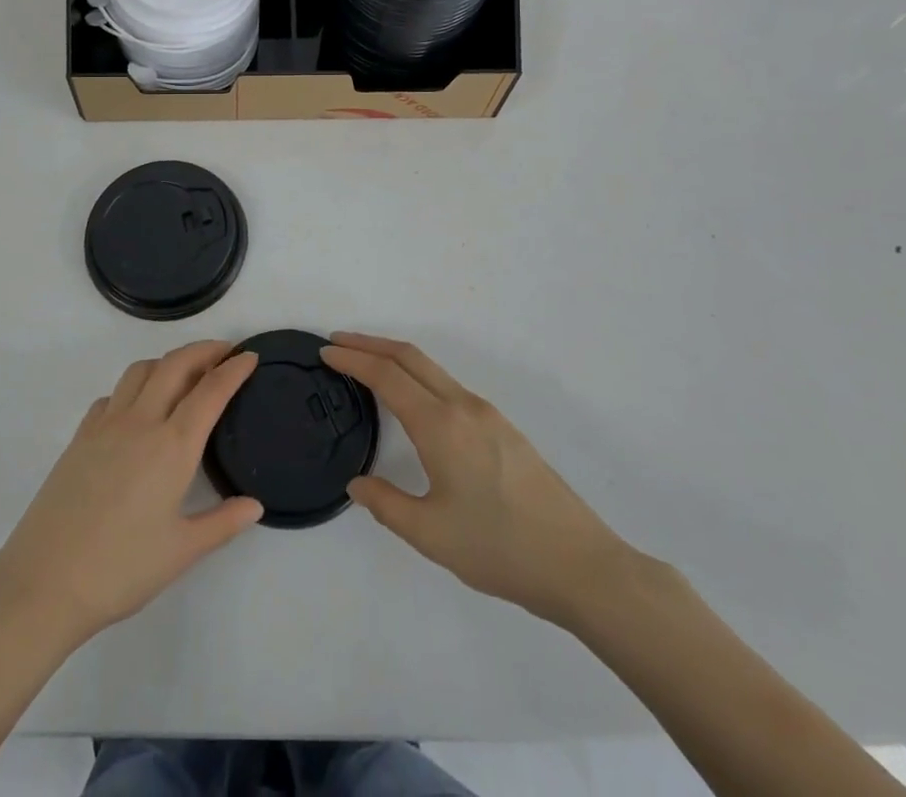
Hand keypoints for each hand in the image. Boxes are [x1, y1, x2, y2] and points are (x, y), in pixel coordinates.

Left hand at [0, 341, 261, 647]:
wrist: (43, 583)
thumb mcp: (181, 552)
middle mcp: (141, 422)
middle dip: (203, 350)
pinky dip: (133, 387)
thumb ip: (223, 523)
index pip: (210, 391)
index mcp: (172, 446)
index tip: (250, 356)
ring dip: (167, 361)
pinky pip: (112, 395)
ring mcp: (105, 425)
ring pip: (140, 371)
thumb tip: (255, 505)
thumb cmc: (120, 570)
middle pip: (175, 365)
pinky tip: (136, 409)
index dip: (234, 369)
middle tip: (224, 351)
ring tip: (183, 373)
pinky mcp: (79, 437)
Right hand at [320, 333, 635, 628]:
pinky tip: (412, 399)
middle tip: (337, 341)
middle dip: (370, 344)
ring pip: (432, 369)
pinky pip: (448, 385)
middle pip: (409, 357)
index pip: (387, 375)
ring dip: (395, 357)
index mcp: (441, 425)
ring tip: (367, 364)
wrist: (580, 565)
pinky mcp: (503, 428)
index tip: (325, 352)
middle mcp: (463, 406)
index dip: (353, 359)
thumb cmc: (500, 549)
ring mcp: (487, 414)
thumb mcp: (431, 534)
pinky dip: (418, 375)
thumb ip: (386, 504)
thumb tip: (357, 483)